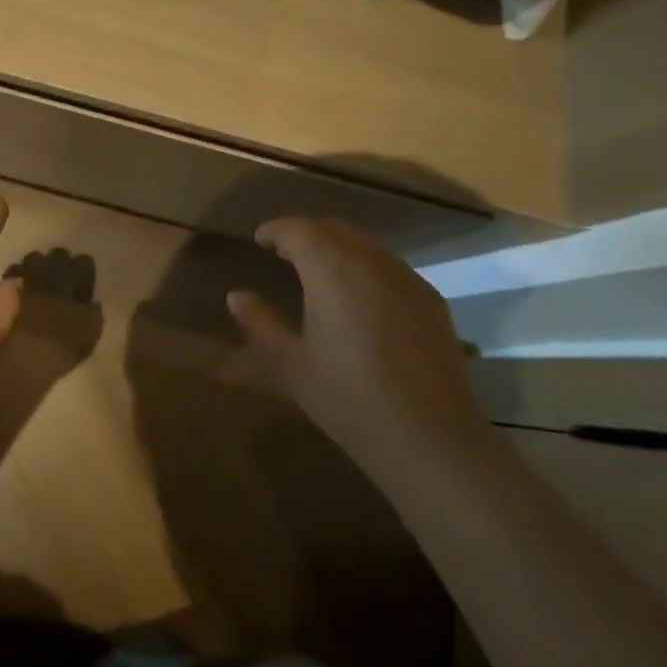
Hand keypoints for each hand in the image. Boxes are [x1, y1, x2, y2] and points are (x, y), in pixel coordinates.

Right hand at [226, 217, 492, 470]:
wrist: (430, 439)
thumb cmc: (349, 400)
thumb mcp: (292, 364)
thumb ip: (261, 323)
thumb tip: (236, 295)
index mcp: (331, 269)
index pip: (298, 230)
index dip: (275, 230)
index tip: (260, 239)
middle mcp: (370, 261)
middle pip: (333, 228)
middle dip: (306, 233)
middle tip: (285, 252)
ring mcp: (406, 277)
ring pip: (365, 244)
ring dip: (338, 247)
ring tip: (320, 273)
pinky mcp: (430, 299)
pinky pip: (390, 266)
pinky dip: (366, 266)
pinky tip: (361, 298)